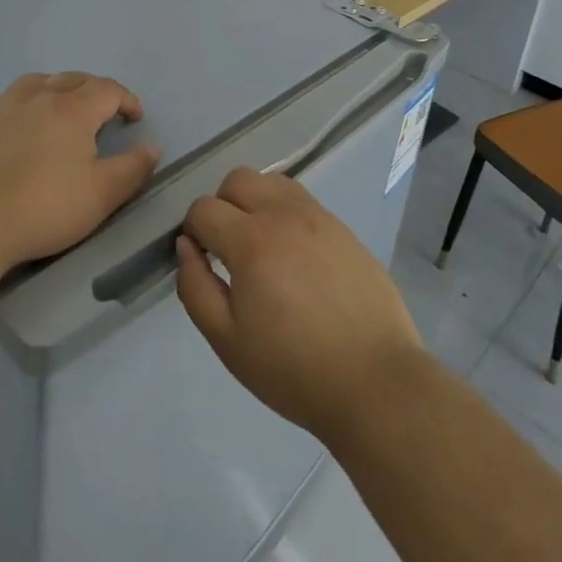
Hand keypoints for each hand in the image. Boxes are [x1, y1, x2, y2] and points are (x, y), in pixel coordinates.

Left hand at [0, 72, 160, 275]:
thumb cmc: (42, 209)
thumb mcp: (101, 196)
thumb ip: (133, 168)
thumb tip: (152, 147)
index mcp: (71, 109)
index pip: (107, 89)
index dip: (126, 99)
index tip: (135, 117)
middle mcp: (35, 96)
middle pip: (71, 79)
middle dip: (93, 90)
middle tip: (102, 111)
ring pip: (34, 83)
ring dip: (54, 90)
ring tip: (59, 109)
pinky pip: (3, 102)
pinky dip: (20, 107)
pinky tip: (15, 128)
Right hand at [175, 167, 424, 443]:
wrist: (374, 381)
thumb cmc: (293, 369)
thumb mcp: (228, 341)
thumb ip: (195, 288)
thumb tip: (186, 247)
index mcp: (250, 240)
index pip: (203, 209)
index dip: (193, 232)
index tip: (203, 263)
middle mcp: (282, 214)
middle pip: (236, 179)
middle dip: (222, 206)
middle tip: (229, 250)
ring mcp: (317, 216)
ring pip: (271, 181)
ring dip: (255, 201)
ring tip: (262, 246)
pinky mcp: (342, 227)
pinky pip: (302, 199)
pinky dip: (285, 212)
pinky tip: (294, 254)